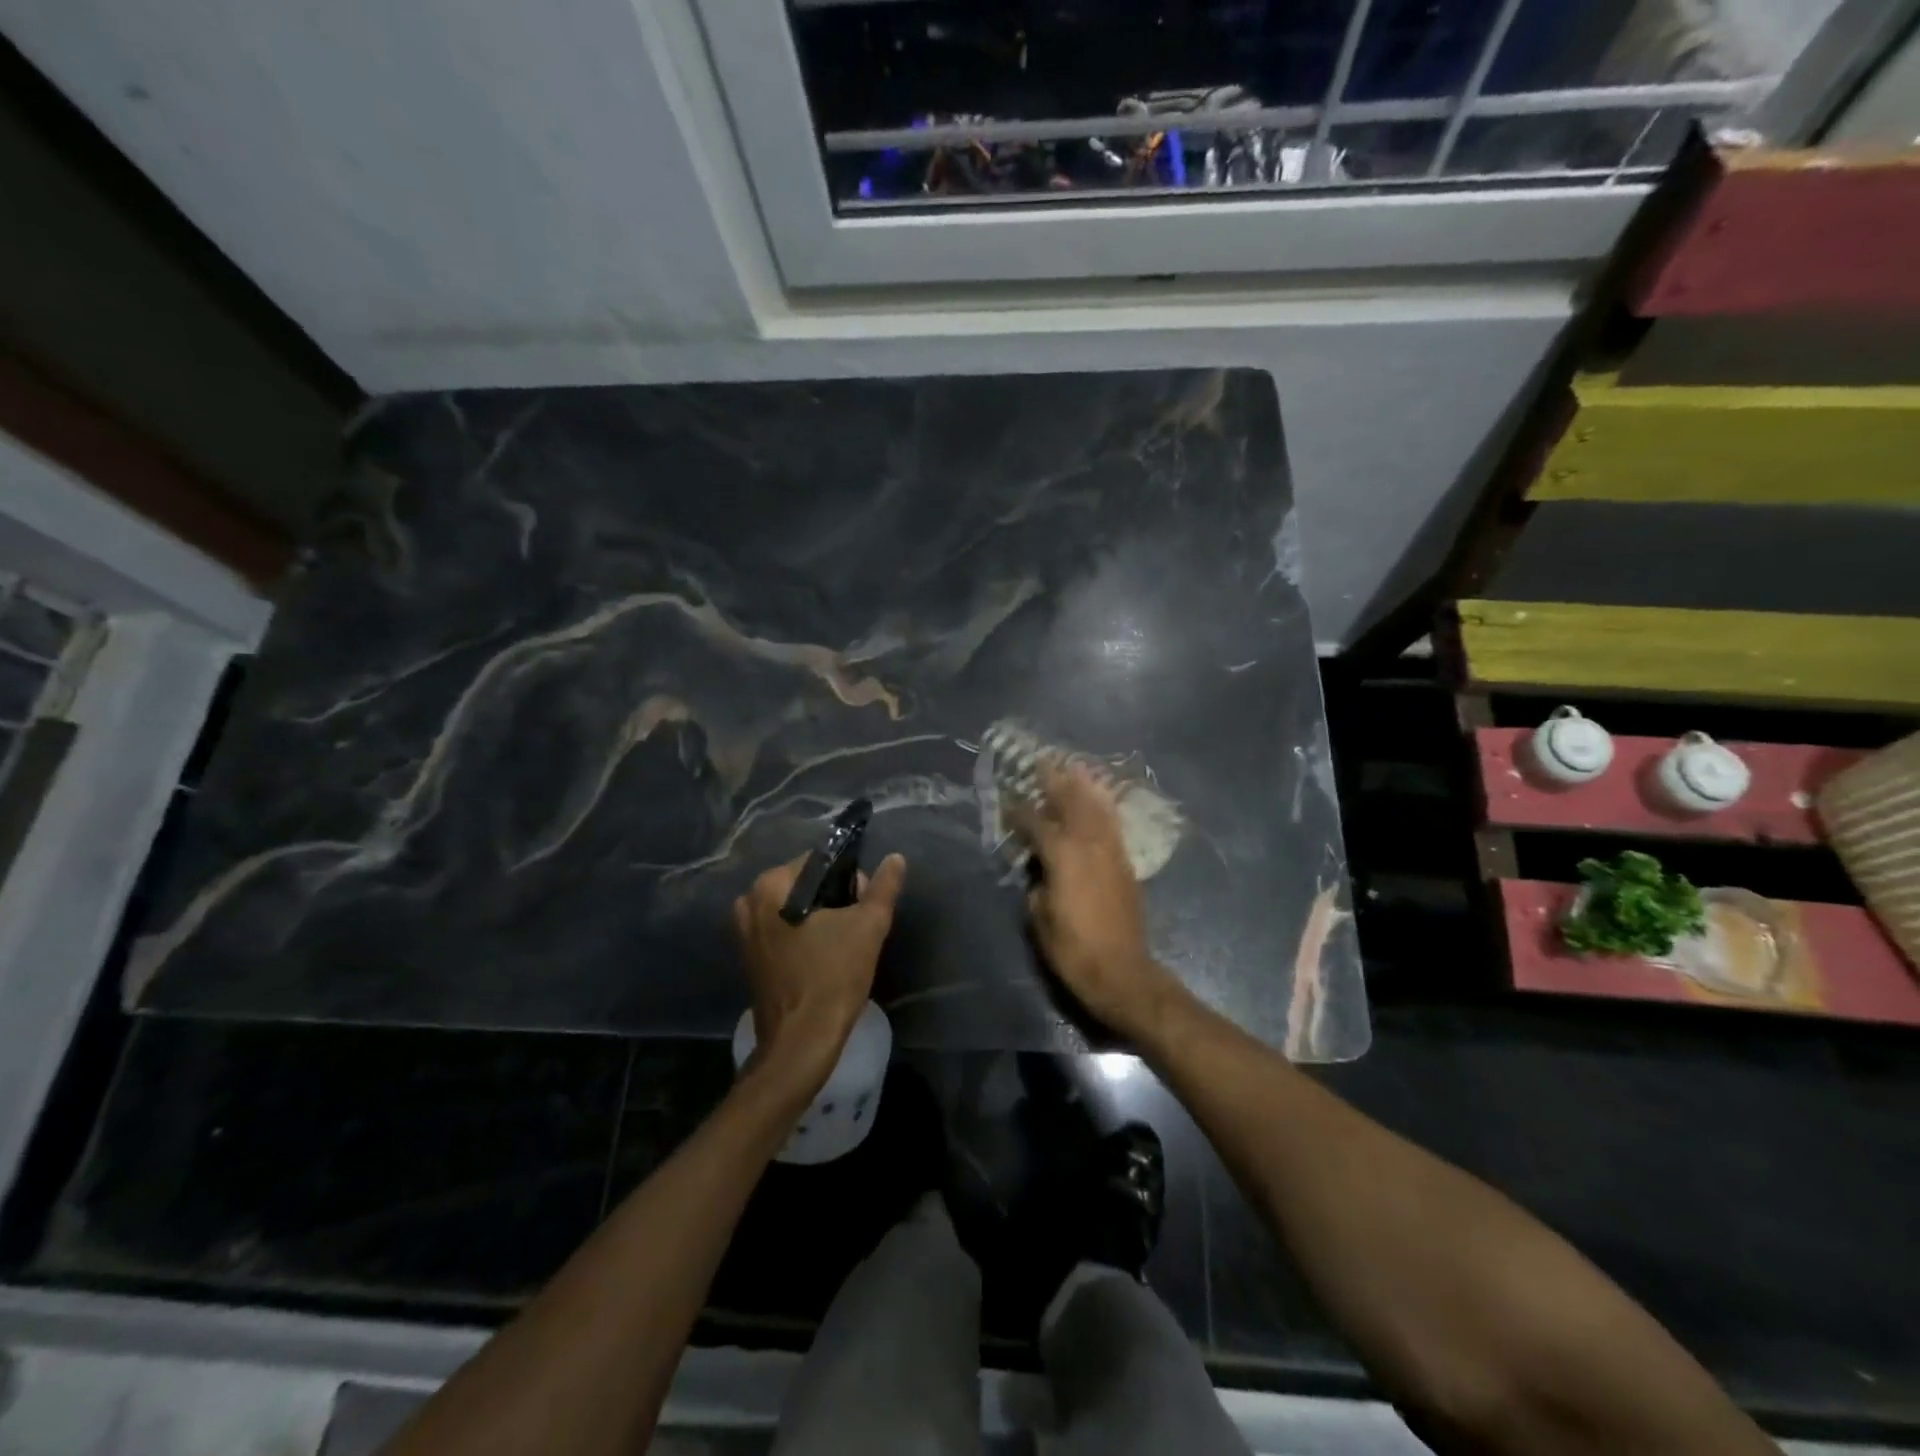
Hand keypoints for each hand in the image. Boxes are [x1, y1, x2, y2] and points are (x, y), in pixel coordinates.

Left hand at [733, 852, 906, 1089]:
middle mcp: (750, 901)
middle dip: (835, 899)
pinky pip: (783, 930)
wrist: (801, 1043)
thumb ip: (883, 887)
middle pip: (806, 884)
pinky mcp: (749, 956)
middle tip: (856, 928)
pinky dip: (804, 936)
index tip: (864, 906)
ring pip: (795, 908)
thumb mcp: (868, 926)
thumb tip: (896, 858)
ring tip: (843, 944)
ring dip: (821, 918)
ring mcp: (745, 931)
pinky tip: (824, 957)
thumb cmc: (833, 977)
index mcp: (771, 885)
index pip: (820, 862)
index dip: (850, 879)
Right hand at [1009, 762, 1180, 1038]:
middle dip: (1055, 781)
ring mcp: (1111, 852)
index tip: (1006, 799)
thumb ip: (1036, 884)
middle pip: (1072, 803)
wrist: (1122, 972)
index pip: (1036, 823)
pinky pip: (1112, 825)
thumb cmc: (1073, 950)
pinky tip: (1098, 800)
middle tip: (1042, 762)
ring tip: (1072, 768)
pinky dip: (1103, 807)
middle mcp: (1089, 845)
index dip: (1019, 810)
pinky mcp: (1125, 864)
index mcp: (1063, 857)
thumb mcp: (1039, 918)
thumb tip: (1038, 870)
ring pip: (1096, 809)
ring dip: (1083, 787)